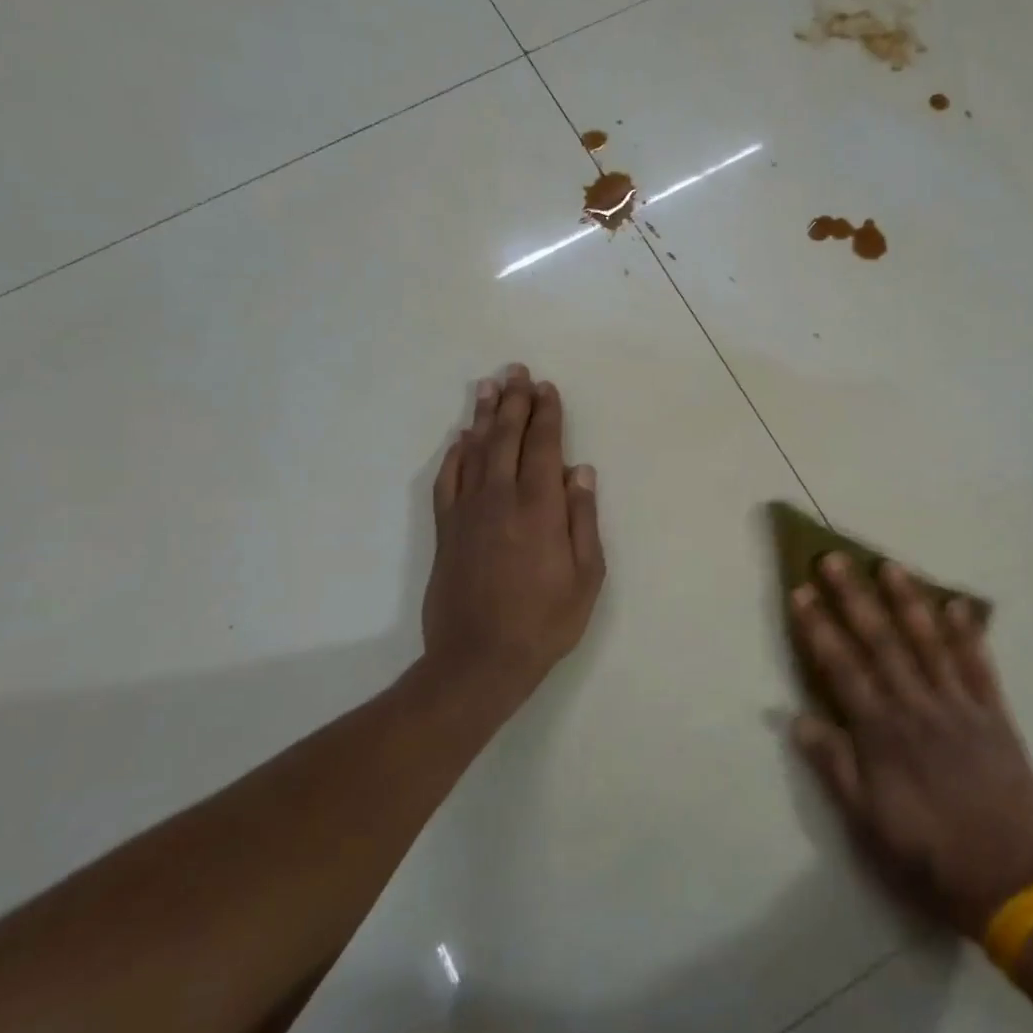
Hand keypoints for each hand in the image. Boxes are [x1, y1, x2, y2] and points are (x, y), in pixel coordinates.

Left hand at [424, 364, 605, 700]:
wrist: (478, 661)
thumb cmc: (544, 622)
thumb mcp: (586, 577)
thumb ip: (583, 519)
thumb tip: (580, 471)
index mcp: (540, 509)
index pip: (543, 447)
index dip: (546, 414)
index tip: (547, 388)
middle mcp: (501, 500)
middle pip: (506, 438)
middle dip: (514, 402)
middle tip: (516, 371)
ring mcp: (468, 513)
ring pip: (474, 452)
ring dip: (482, 417)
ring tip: (487, 387)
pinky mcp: (446, 531)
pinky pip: (448, 481)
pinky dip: (454, 455)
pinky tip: (460, 440)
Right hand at [791, 553, 1032, 937]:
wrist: (1011, 883)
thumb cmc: (928, 856)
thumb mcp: (866, 824)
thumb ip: (834, 766)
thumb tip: (796, 718)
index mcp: (882, 733)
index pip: (841, 667)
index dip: (818, 628)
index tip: (802, 592)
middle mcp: (917, 707)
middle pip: (881, 641)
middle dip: (855, 598)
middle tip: (835, 559)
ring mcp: (960, 707)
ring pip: (929, 642)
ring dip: (907, 601)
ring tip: (890, 566)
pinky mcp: (995, 715)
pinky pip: (980, 666)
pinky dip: (968, 633)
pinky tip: (957, 604)